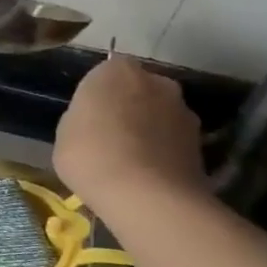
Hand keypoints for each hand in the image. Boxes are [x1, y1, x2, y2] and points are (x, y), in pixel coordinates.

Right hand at [54, 56, 206, 212]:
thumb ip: (84, 116)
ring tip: (131, 161)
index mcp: (117, 71)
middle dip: (129, 107)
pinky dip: (163, 152)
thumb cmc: (90, 154)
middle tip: (110, 136)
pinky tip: (147, 176)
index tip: (89, 116)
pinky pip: (173, 141)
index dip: (98, 95)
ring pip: (160, 115)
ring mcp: (184, 111)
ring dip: (149, 130)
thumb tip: (96, 121)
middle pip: (139, 90)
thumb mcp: (65, 132)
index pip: (106, 72)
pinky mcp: (201, 143)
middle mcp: (156, 81)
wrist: (144, 195)